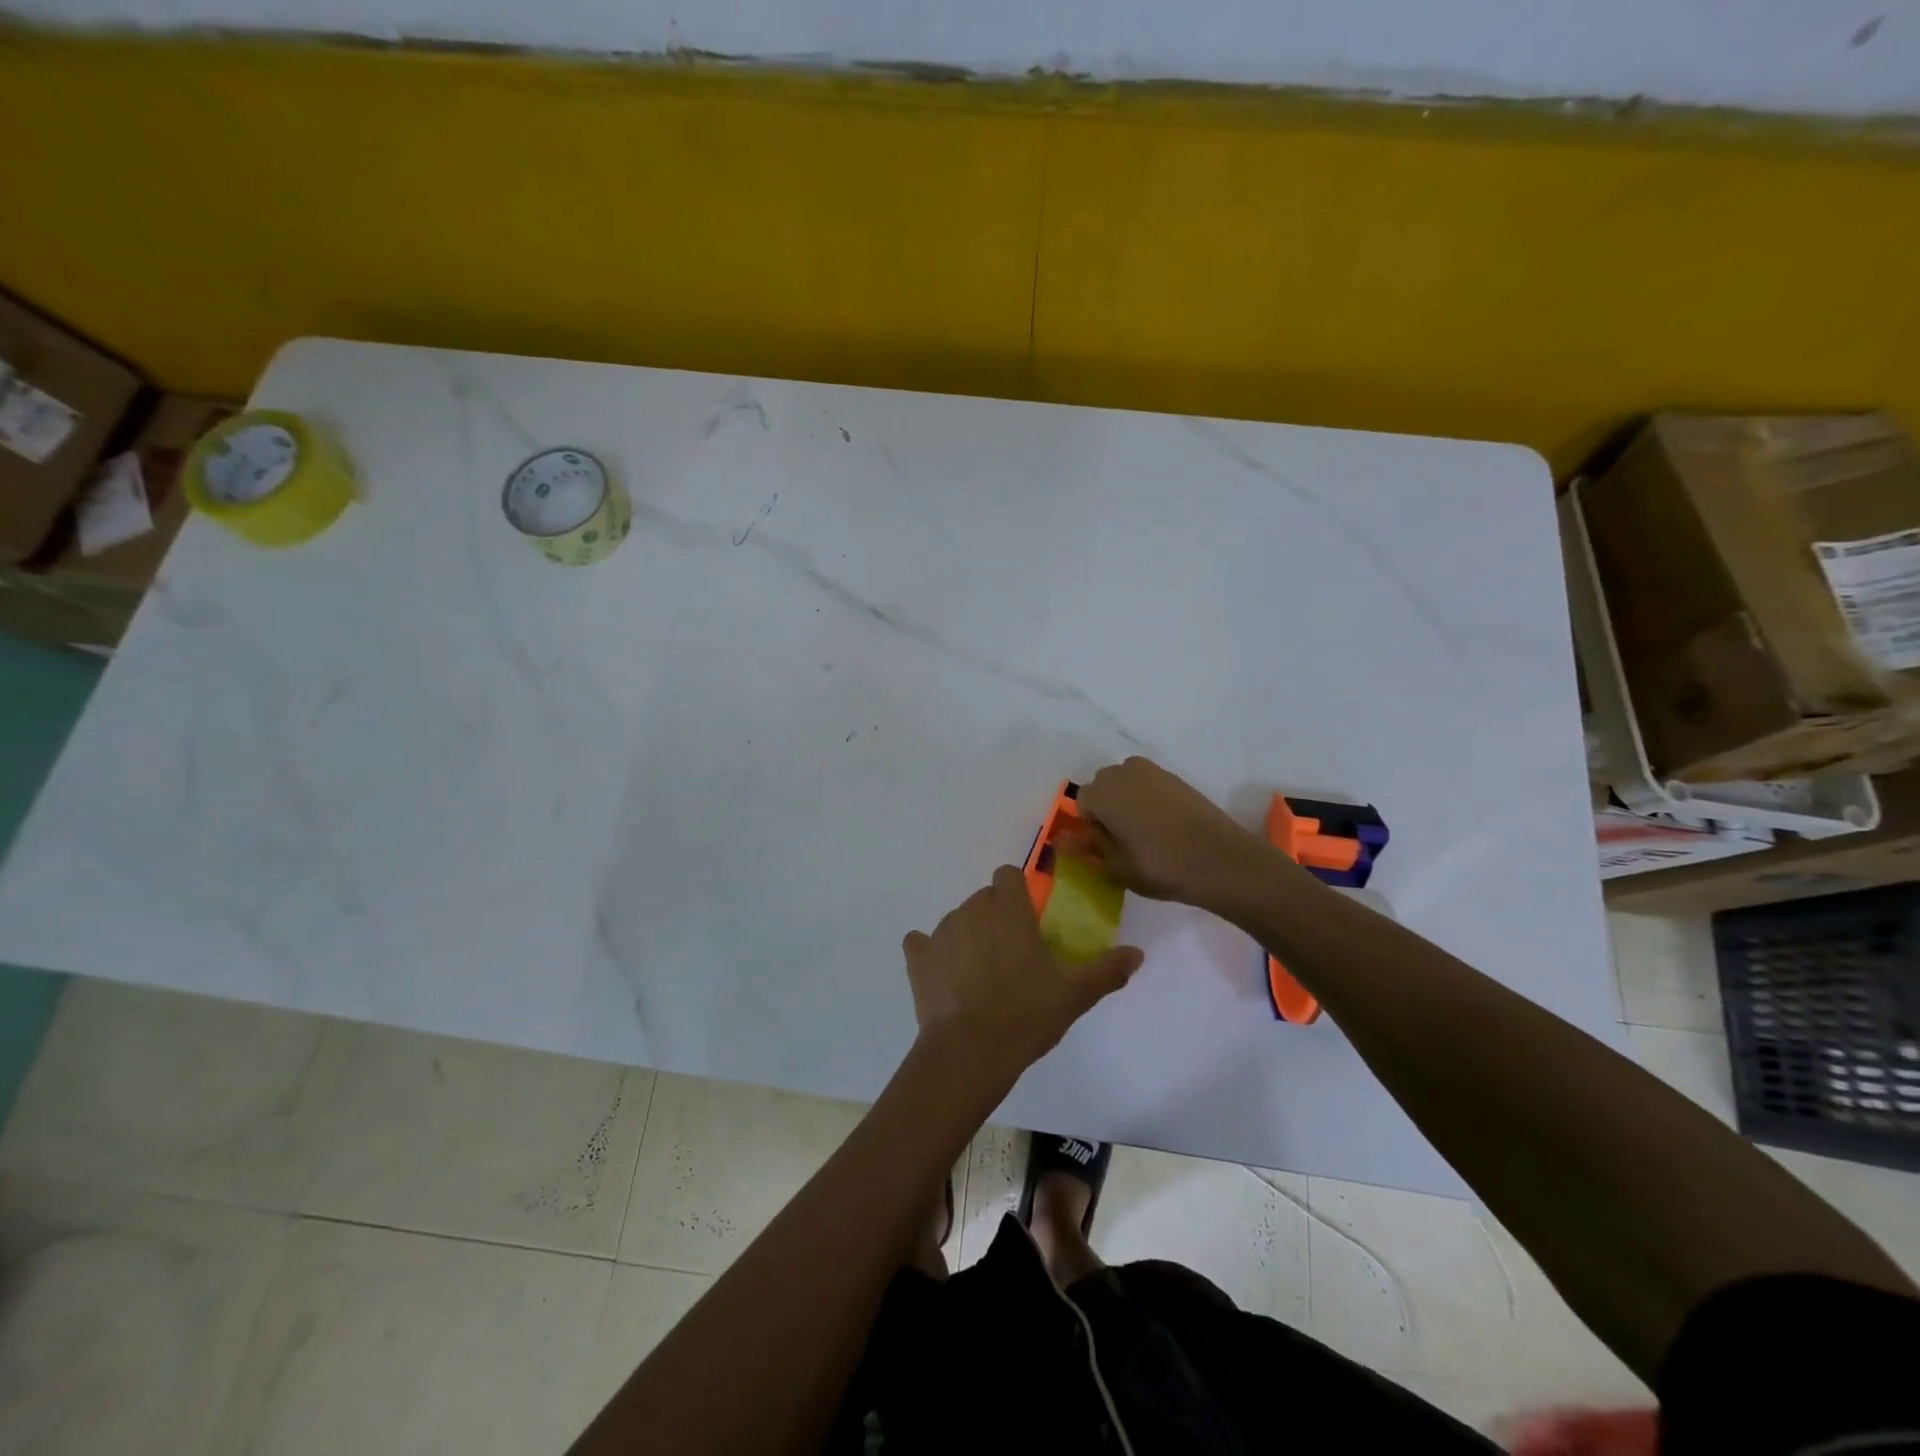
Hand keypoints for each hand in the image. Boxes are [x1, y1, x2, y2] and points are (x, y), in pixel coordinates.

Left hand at [903, 866, 1142, 1087]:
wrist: (969, 1052)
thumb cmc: (1026, 1013)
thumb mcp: (1075, 993)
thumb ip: (1107, 969)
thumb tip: (1138, 953)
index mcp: (1008, 909)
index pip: (1008, 875)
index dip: (1018, 893)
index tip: (1029, 921)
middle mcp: (971, 909)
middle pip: (984, 899)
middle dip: (996, 917)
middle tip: (1014, 956)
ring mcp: (939, 933)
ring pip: (957, 920)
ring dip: (969, 936)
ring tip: (983, 976)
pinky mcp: (917, 960)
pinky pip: (921, 944)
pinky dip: (931, 954)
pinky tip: (945, 977)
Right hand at [1076, 756, 1273, 911]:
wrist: (1221, 860)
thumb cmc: (1160, 866)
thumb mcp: (1116, 866)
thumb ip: (1086, 847)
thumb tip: (1059, 839)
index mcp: (1102, 791)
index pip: (1081, 803)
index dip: (1092, 827)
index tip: (1108, 849)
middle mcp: (1124, 772)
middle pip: (1103, 788)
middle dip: (1108, 810)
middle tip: (1126, 843)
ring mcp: (1153, 771)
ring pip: (1127, 785)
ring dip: (1129, 803)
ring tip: (1147, 835)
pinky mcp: (1177, 778)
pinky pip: (1150, 786)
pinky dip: (1150, 802)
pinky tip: (1166, 828)